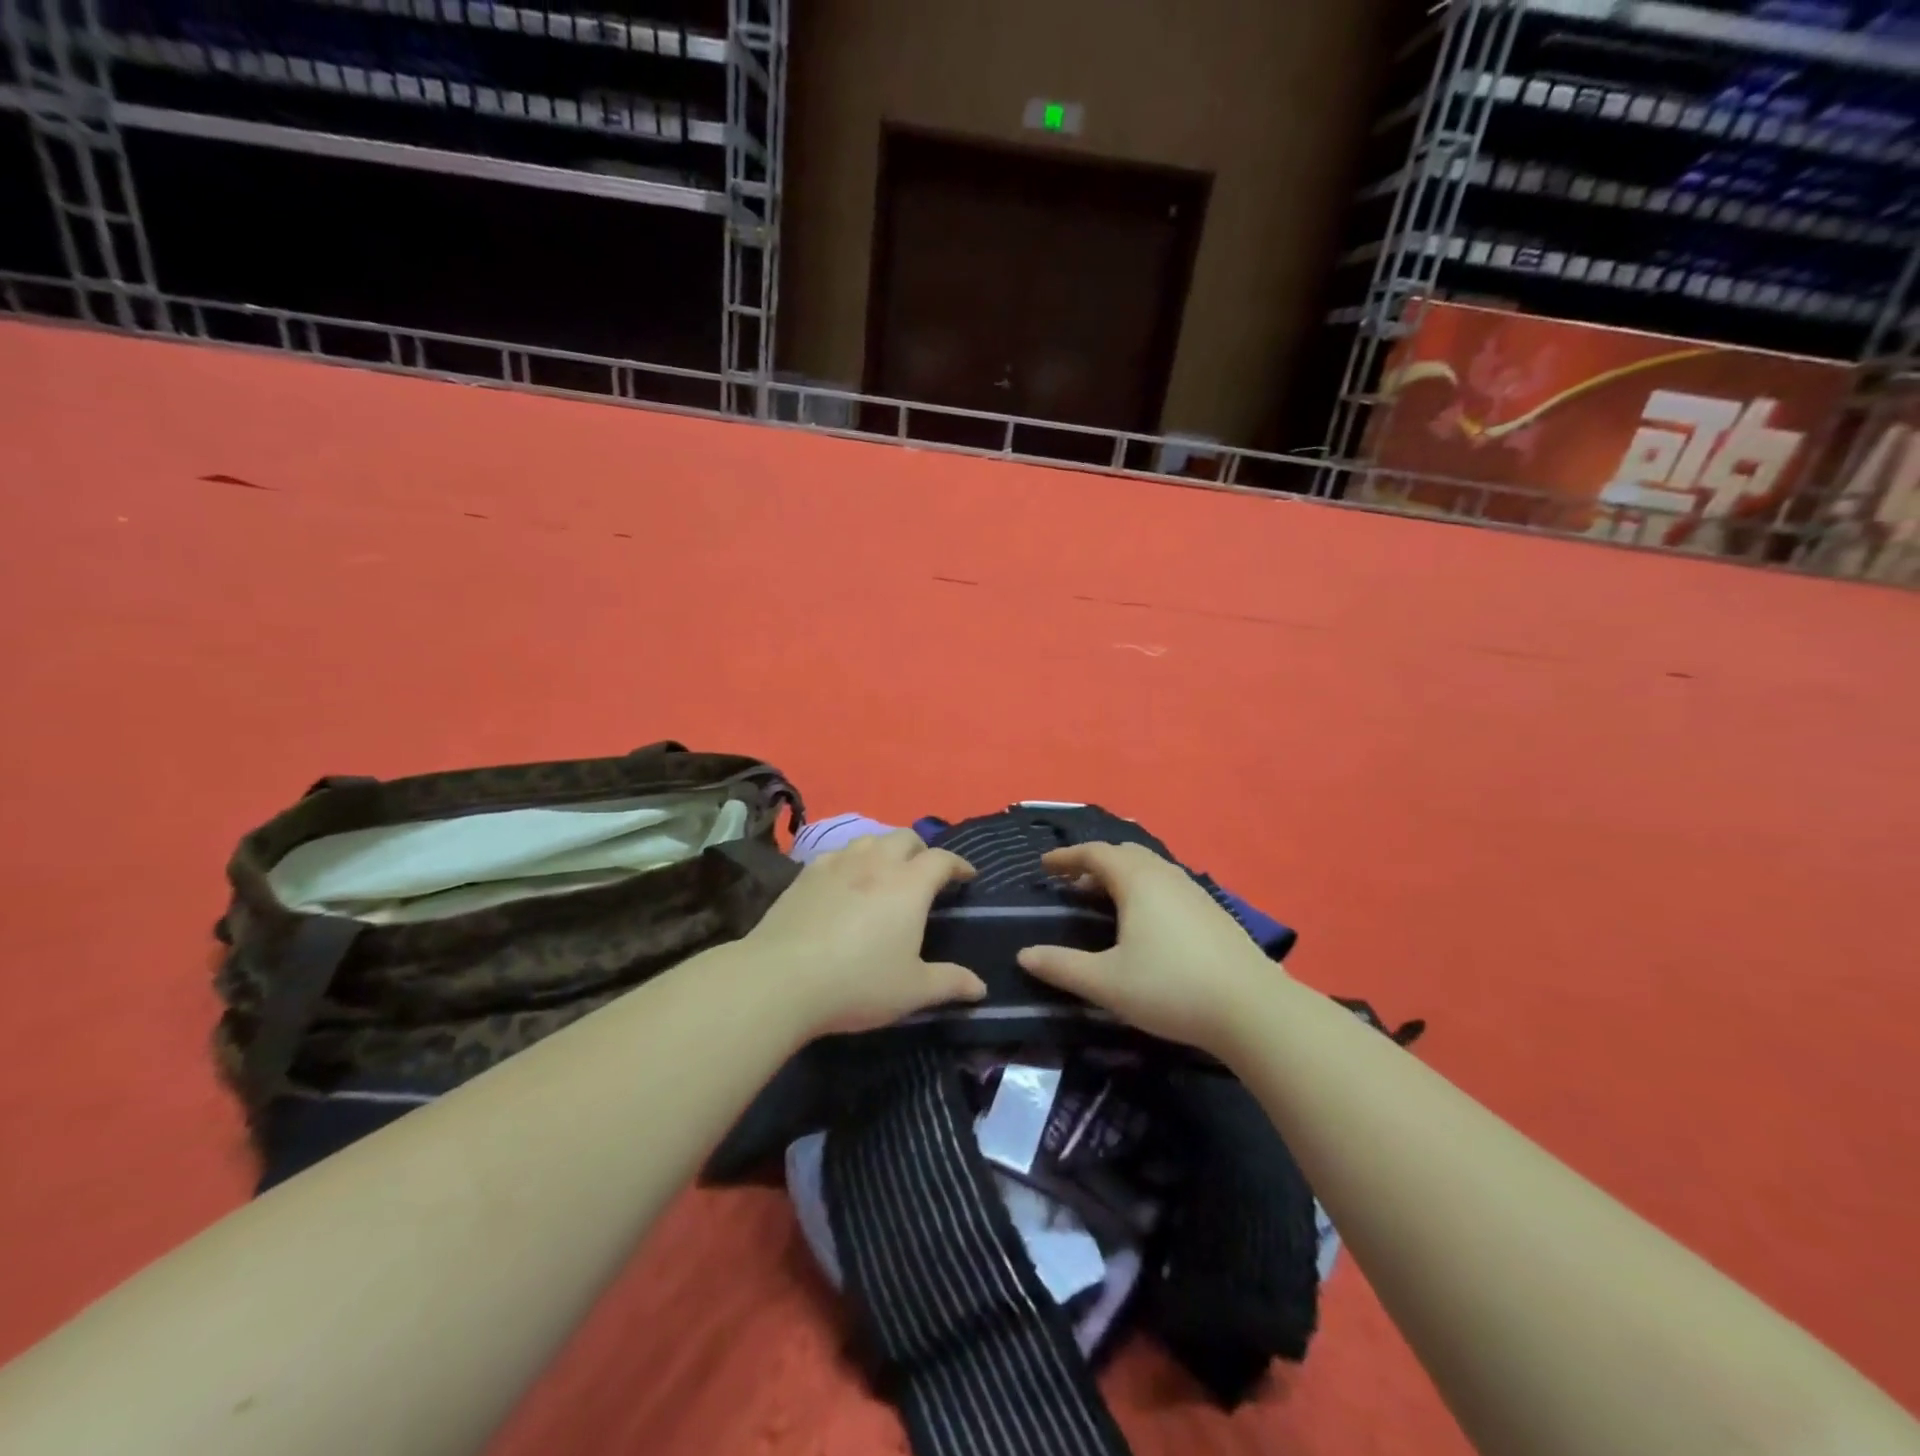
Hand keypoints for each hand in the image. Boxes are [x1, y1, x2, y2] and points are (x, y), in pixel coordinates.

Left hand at [740, 829, 985, 1035]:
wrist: (781, 979)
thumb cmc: (857, 983)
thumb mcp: (912, 990)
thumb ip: (950, 984)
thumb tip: (981, 988)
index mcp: (908, 885)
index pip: (942, 859)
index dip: (959, 864)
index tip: (967, 876)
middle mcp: (875, 863)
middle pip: (905, 837)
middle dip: (921, 850)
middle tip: (925, 874)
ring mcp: (837, 864)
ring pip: (869, 840)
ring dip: (885, 850)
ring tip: (886, 872)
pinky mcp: (806, 874)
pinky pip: (837, 854)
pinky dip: (852, 861)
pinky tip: (845, 882)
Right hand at [1016, 842, 1283, 1055]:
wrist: (1252, 1009)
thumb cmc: (1171, 988)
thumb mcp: (1107, 982)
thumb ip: (1062, 967)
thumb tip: (1024, 955)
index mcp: (1137, 881)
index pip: (1095, 853)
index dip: (1066, 857)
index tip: (1044, 865)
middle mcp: (1166, 876)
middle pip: (1124, 854)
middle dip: (1094, 864)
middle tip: (1072, 885)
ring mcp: (1194, 892)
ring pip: (1150, 869)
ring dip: (1121, 877)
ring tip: (1104, 902)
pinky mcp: (1213, 912)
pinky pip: (1168, 885)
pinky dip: (1144, 890)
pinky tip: (1146, 923)